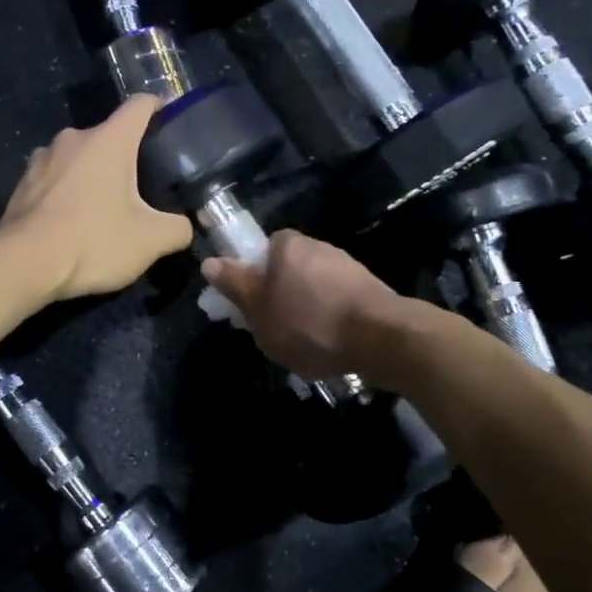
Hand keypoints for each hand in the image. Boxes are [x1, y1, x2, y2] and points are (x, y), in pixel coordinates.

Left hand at [0, 94, 193, 300]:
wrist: (24, 264)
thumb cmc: (93, 241)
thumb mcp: (151, 241)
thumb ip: (177, 228)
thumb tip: (184, 227)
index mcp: (109, 140)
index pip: (140, 104)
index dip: (160, 109)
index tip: (170, 127)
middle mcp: (73, 139)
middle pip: (108, 135)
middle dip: (126, 156)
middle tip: (142, 187)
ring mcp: (41, 159)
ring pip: (78, 158)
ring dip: (92, 175)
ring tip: (104, 206)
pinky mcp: (21, 185)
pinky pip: (53, 180)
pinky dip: (66, 193)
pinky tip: (72, 221)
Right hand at [199, 230, 400, 381]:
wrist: (381, 339)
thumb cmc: (308, 322)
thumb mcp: (258, 309)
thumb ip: (234, 285)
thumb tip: (210, 262)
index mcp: (287, 245)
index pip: (261, 252)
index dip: (253, 278)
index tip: (252, 306)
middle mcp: (318, 247)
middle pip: (288, 271)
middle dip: (281, 297)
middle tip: (274, 329)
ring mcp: (348, 267)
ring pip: (313, 289)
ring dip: (307, 311)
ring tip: (304, 346)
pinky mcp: (370, 290)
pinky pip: (337, 303)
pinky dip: (330, 321)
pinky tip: (330, 346)